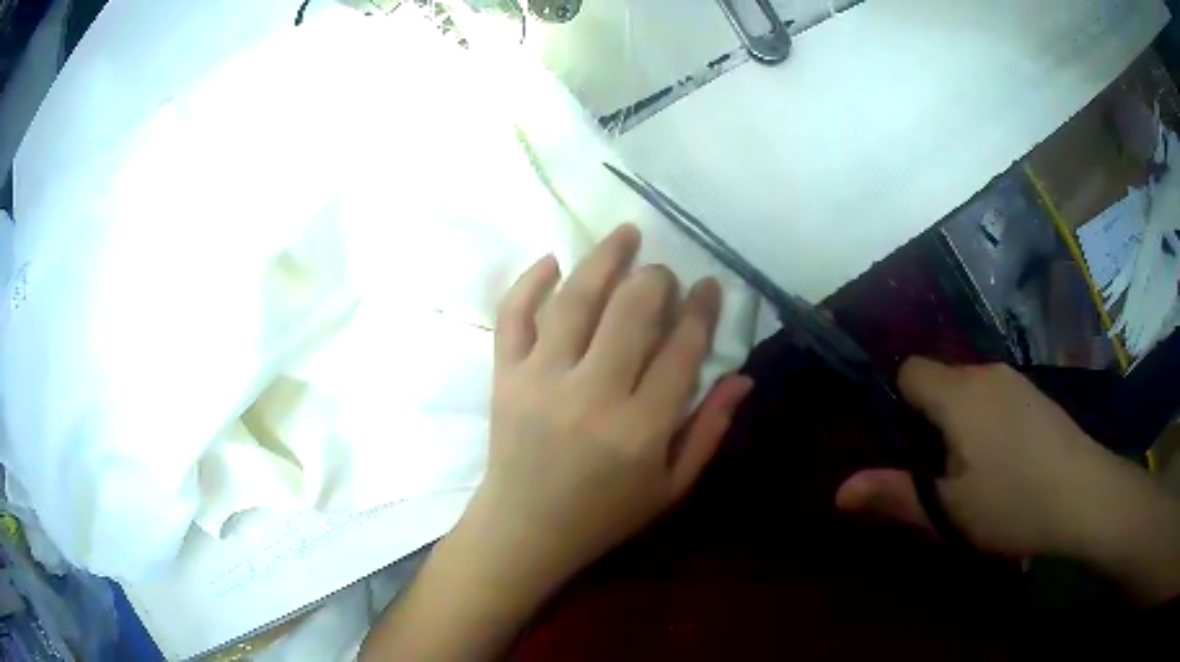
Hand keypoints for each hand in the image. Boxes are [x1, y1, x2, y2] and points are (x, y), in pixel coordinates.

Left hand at [471, 224, 752, 589]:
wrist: (524, 529)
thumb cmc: (604, 515)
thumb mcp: (671, 487)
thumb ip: (709, 431)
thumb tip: (742, 377)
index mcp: (640, 429)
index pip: (681, 350)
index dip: (701, 310)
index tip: (709, 286)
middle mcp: (590, 395)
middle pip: (631, 311)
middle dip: (655, 280)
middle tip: (664, 273)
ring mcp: (540, 380)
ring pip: (575, 301)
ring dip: (603, 259)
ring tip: (625, 234)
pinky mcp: (505, 376)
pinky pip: (513, 316)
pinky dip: (530, 282)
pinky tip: (553, 261)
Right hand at [836, 358, 1153, 559]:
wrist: (1085, 494)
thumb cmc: (1013, 503)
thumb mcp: (949, 511)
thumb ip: (895, 495)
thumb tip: (838, 491)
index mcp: (959, 394)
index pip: (909, 370)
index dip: (898, 404)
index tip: (907, 449)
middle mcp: (985, 373)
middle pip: (939, 381)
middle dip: (929, 421)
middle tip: (939, 474)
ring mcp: (1015, 380)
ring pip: (968, 391)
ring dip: (959, 424)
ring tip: (973, 475)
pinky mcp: (1035, 394)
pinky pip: (994, 397)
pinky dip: (986, 423)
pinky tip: (1004, 463)